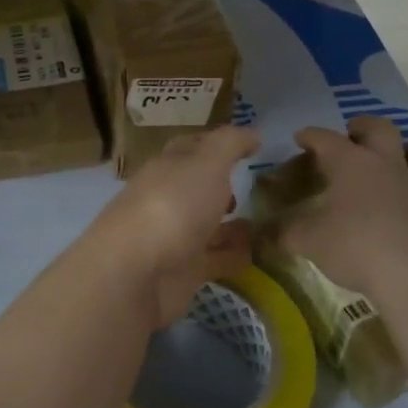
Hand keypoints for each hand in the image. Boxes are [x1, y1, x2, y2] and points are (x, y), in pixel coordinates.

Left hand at [87, 125, 258, 328]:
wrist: (135, 274)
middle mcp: (167, 199)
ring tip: (272, 223)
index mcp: (167, 167)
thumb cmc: (171, 206)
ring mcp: (173, 237)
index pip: (191, 148)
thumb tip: (252, 133)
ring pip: (208, 226)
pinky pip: (215, 260)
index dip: (218, 144)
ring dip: (233, 225)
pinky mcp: (182, 272)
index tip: (251, 145)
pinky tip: (260, 255)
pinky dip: (234, 256)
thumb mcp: (206, 163)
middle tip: (260, 187)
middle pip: (197, 188)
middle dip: (223, 186)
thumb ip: (229, 145)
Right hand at [281, 118, 407, 305]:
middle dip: (364, 127)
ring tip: (404, 161)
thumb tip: (260, 234)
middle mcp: (387, 165)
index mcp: (350, 163)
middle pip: (381, 129)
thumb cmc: (352, 245)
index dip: (311, 136)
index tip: (301, 138)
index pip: (325, 139)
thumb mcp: (306, 240)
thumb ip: (283, 233)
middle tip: (354, 134)